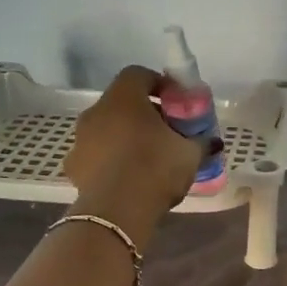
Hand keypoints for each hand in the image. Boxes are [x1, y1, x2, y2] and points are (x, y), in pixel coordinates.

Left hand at [63, 65, 208, 228]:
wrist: (116, 212)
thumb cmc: (155, 168)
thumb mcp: (189, 154)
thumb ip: (201, 142)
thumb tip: (213, 142)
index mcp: (124, 98)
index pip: (138, 74)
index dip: (159, 84)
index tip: (176, 102)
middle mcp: (96, 111)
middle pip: (121, 102)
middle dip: (142, 113)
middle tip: (164, 132)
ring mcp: (80, 139)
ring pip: (105, 128)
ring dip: (123, 137)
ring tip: (144, 159)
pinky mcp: (73, 166)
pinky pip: (94, 155)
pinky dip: (108, 161)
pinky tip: (125, 179)